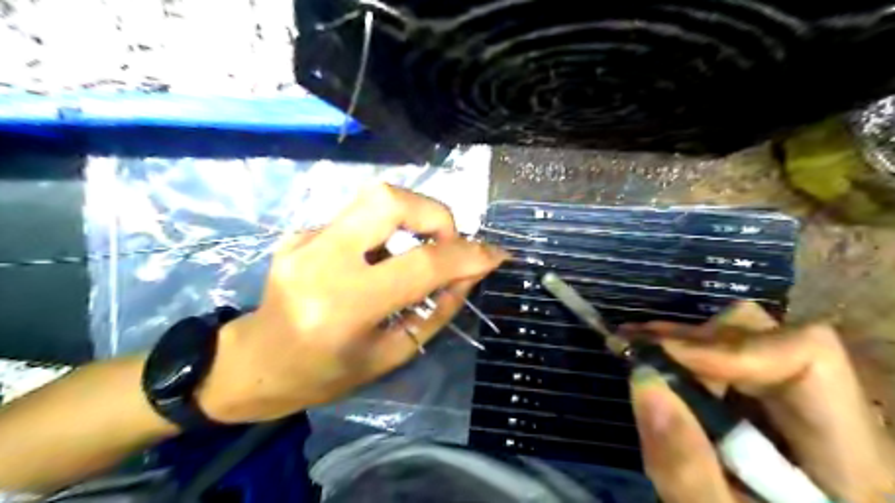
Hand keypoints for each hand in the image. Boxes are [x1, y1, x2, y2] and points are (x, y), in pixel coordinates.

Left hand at [194, 184, 505, 422]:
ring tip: (419, 251)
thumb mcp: (391, 354)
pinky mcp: (300, 232)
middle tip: (448, 243)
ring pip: (374, 197)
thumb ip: (436, 310)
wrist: (255, 363)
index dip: (467, 255)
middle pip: (389, 199)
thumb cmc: (325, 374)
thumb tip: (469, 272)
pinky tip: (377, 261)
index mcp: (344, 306)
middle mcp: (321, 260)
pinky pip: (359, 217)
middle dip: (435, 214)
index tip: (495, 255)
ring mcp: (304, 240)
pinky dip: (385, 232)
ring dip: (413, 217)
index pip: (421, 265)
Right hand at [624, 303, 893, 502]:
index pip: (808, 355)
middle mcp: (838, 419)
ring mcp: (803, 411)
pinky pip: (731, 363)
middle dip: (695, 341)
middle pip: (769, 337)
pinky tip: (657, 365)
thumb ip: (686, 467)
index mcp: (851, 458)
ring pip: (746, 341)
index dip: (729, 347)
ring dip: (687, 345)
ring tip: (637, 348)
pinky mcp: (773, 412)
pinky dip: (689, 359)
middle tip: (637, 346)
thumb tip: (644, 379)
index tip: (663, 359)